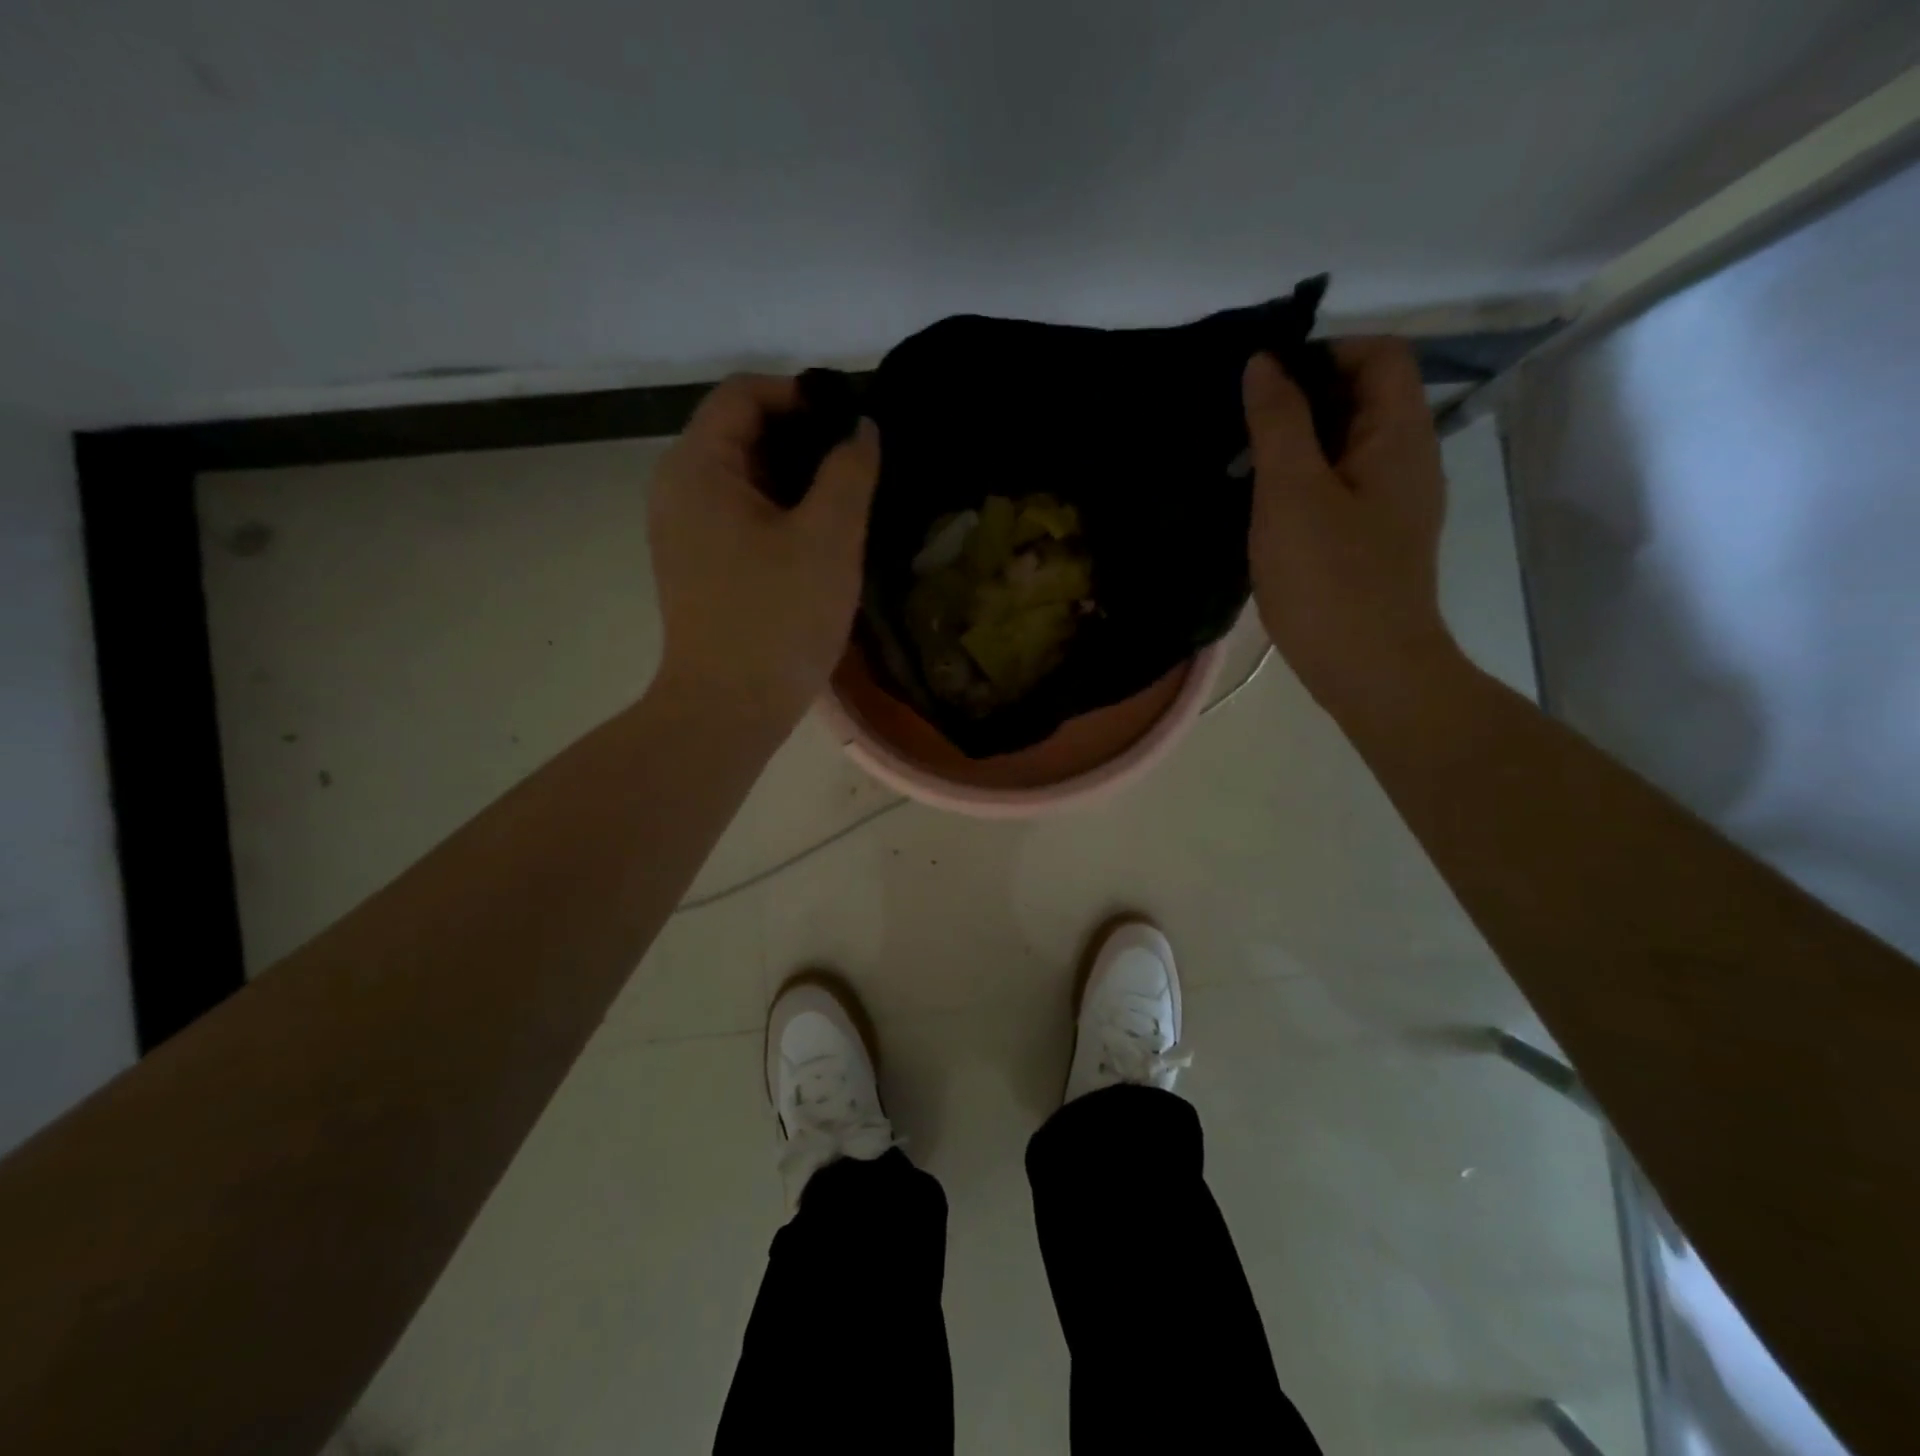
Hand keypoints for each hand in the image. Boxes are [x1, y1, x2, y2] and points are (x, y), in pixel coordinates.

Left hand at [649, 374, 880, 723]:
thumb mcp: (828, 539)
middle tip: (857, 466)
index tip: (850, 426)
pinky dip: (777, 512)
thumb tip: (862, 428)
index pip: (744, 394)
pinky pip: (738, 515)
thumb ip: (849, 472)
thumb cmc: (778, 618)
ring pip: (742, 477)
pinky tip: (816, 539)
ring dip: (794, 480)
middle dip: (801, 440)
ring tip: (845, 502)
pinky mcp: (696, 564)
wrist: (730, 708)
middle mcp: (677, 488)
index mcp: (698, 467)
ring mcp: (683, 530)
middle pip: (740, 432)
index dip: (801, 396)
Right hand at [1242, 339, 1459, 710]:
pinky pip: (1338, 486)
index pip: (1378, 354)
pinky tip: (1263, 507)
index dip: (1323, 352)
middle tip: (1241, 424)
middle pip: (1362, 397)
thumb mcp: (1291, 493)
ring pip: (1346, 445)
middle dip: (1302, 398)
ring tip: (1242, 464)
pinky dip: (1303, 481)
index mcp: (1400, 435)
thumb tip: (1264, 362)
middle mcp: (1407, 459)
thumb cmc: (1329, 578)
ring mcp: (1392, 502)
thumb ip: (1278, 422)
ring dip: (1297, 443)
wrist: (1368, 670)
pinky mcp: (1372, 538)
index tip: (1264, 383)